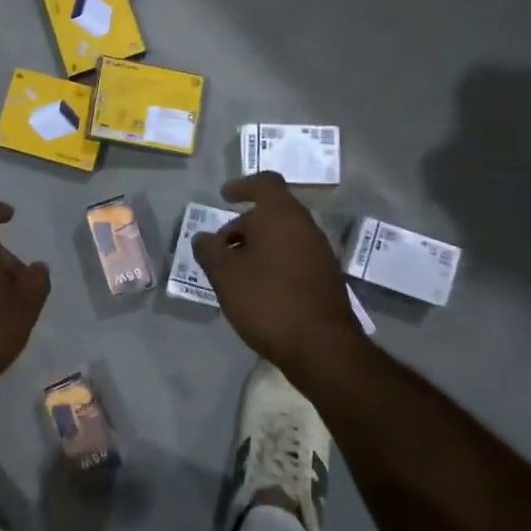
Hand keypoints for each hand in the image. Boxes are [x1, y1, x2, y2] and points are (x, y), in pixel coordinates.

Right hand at [192, 173, 358, 372]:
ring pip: (284, 237)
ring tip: (236, 273)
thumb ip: (209, 251)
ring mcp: (321, 253)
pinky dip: (274, 263)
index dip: (243, 185)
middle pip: (273, 212)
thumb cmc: (268, 300)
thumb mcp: (225, 275)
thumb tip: (204, 238)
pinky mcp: (326, 279)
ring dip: (258, 246)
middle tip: (221, 248)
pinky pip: (295, 257)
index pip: (265, 183)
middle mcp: (306, 227)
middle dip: (244, 225)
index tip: (225, 197)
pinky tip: (259, 290)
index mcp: (282, 215)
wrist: (323, 347)